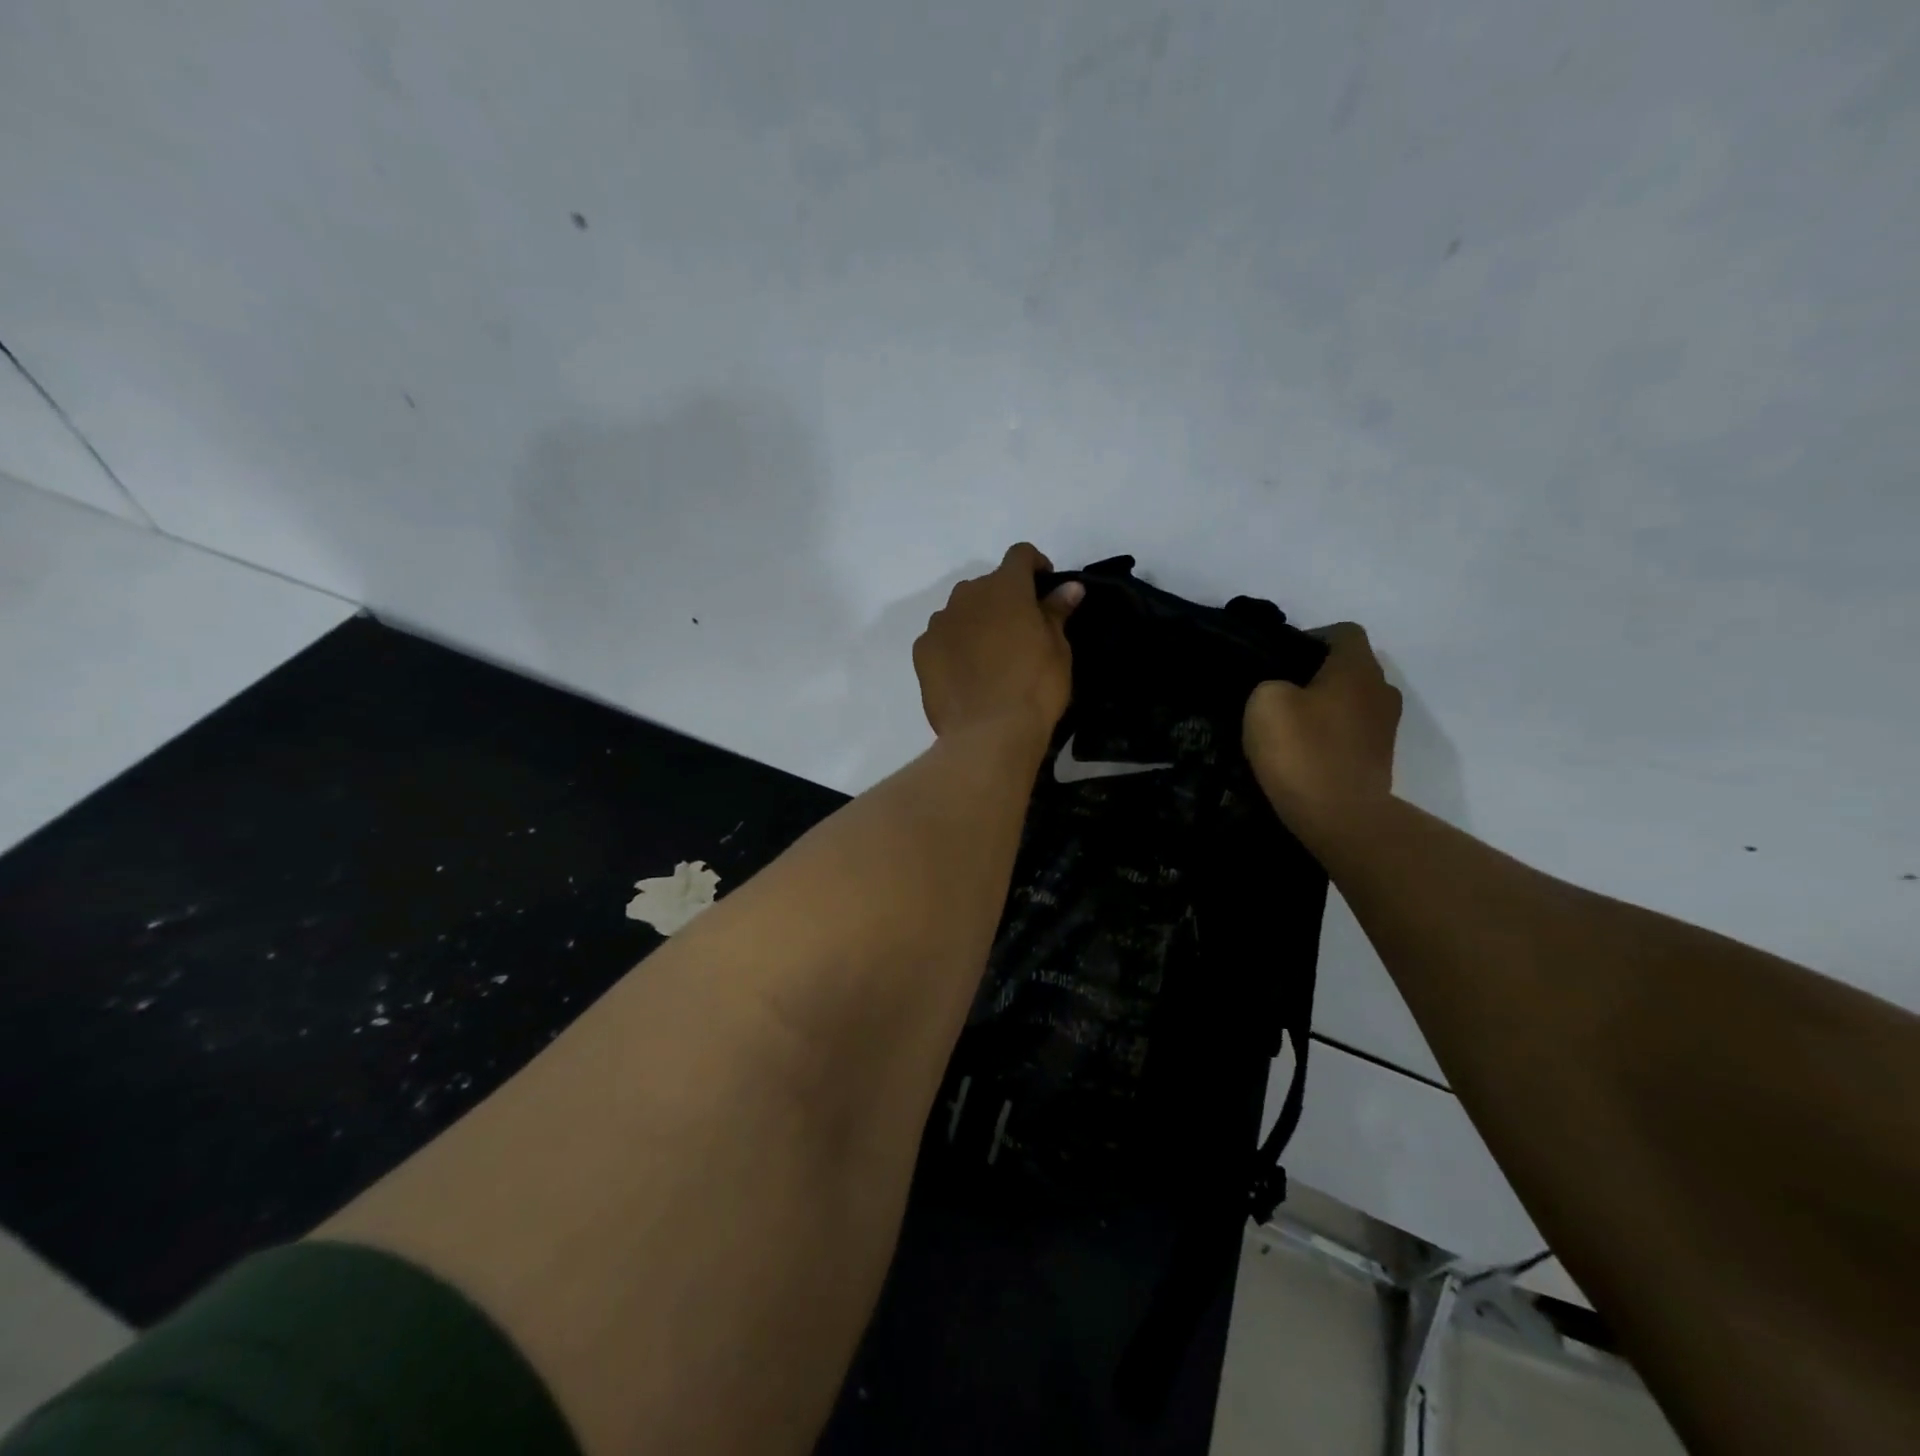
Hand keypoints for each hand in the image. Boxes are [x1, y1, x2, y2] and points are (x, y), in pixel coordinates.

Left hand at [914, 544, 1083, 741]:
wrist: (989, 733)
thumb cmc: (1034, 686)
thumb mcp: (1058, 649)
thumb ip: (1056, 611)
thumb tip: (1069, 587)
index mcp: (1005, 587)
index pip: (1019, 555)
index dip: (1034, 565)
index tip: (1045, 586)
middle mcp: (967, 595)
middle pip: (987, 585)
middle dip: (1003, 599)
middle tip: (1019, 631)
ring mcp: (940, 623)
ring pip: (960, 611)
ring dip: (976, 621)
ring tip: (990, 655)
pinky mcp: (922, 651)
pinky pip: (941, 638)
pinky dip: (954, 646)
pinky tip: (966, 673)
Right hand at [1243, 623, 1401, 837]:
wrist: (1340, 817)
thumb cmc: (1302, 750)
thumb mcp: (1265, 702)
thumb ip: (1271, 683)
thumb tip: (1282, 690)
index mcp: (1357, 668)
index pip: (1343, 632)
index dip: (1310, 638)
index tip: (1278, 659)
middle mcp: (1381, 690)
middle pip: (1349, 667)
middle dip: (1316, 674)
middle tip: (1278, 692)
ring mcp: (1385, 727)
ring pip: (1352, 701)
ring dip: (1325, 707)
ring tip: (1289, 725)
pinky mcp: (1379, 759)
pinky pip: (1352, 732)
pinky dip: (1330, 735)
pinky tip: (1303, 752)